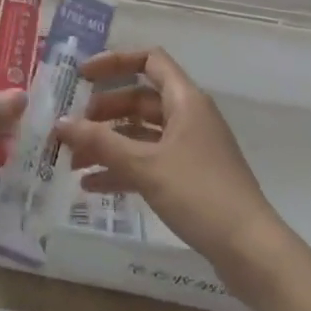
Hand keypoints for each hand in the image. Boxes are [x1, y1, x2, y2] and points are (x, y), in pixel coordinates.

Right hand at [53, 48, 286, 281]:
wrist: (250, 249)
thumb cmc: (199, 193)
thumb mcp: (144, 165)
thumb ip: (100, 142)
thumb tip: (60, 123)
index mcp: (185, 100)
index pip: (148, 60)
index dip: (114, 62)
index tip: (81, 77)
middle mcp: (189, 116)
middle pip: (140, 99)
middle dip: (103, 112)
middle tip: (72, 129)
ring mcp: (191, 148)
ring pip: (142, 133)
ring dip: (108, 143)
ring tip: (73, 161)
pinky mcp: (190, 177)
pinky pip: (149, 161)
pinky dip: (123, 168)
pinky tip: (93, 186)